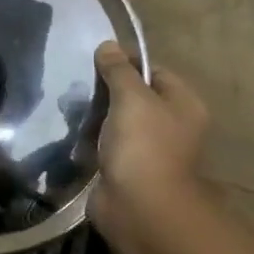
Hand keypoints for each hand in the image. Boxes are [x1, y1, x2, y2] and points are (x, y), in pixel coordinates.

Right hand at [89, 42, 210, 253]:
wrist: (139, 208)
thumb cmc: (143, 146)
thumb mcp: (131, 98)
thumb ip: (118, 71)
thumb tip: (108, 45)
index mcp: (183, 104)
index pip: (155, 71)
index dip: (127, 63)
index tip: (96, 61)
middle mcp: (171, 126)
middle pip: (135, 97)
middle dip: (106, 91)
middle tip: (79, 86)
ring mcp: (148, 150)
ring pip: (117, 122)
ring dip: (96, 117)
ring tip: (70, 109)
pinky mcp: (125, 170)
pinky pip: (106, 146)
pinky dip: (91, 141)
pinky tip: (72, 135)